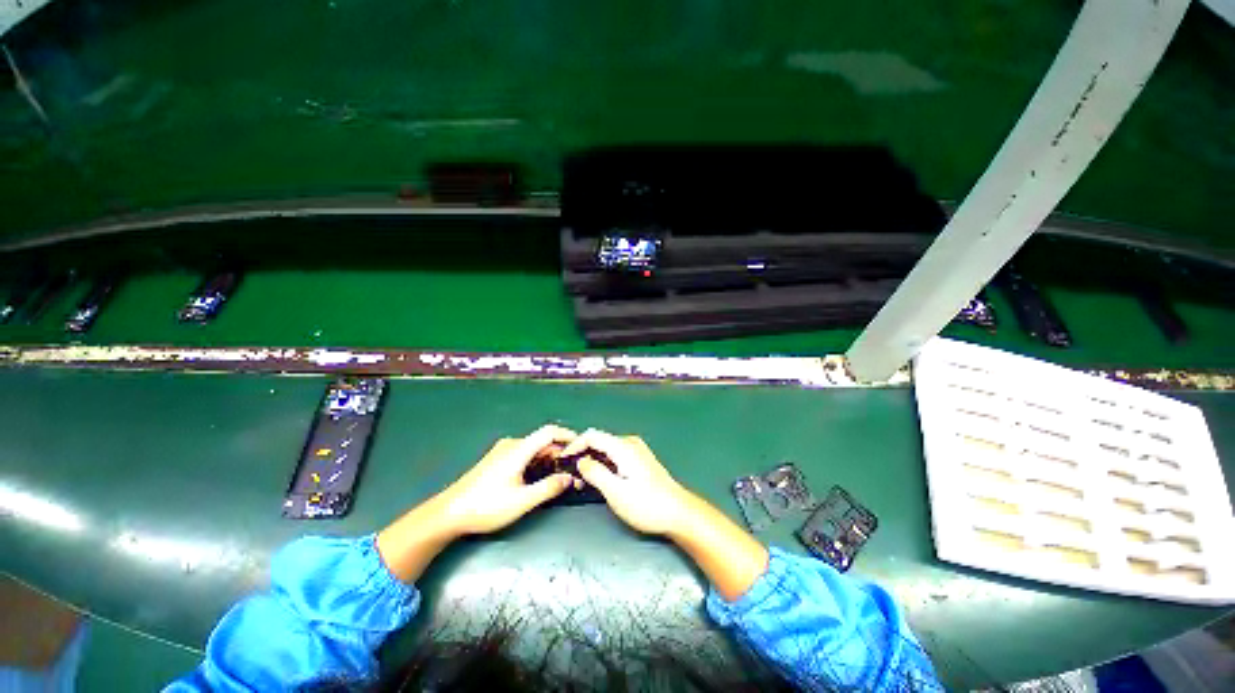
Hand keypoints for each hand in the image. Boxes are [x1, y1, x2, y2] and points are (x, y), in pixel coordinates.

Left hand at [377, 424, 576, 581]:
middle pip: (542, 441)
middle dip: (560, 452)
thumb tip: (570, 478)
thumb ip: (548, 487)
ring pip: (533, 449)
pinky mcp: (497, 460)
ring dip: (548, 459)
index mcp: (518, 449)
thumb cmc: (486, 506)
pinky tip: (538, 478)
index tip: (582, 445)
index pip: (549, 432)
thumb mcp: (522, 501)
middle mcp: (512, 445)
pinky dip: (536, 462)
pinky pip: (524, 455)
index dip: (568, 435)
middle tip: (573, 469)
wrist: (448, 514)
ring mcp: (502, 452)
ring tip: (559, 476)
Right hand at [561, 429, 689, 535]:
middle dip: (582, 456)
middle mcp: (630, 443)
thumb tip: (581, 461)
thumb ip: (595, 473)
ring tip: (582, 482)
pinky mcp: (640, 461)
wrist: (678, 513)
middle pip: (599, 441)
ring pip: (606, 450)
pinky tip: (600, 481)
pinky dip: (603, 465)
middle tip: (571, 477)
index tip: (562, 461)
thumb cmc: (646, 504)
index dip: (574, 446)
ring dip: (592, 462)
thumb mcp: (615, 491)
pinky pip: (615, 456)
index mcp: (623, 447)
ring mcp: (636, 451)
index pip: (592, 435)